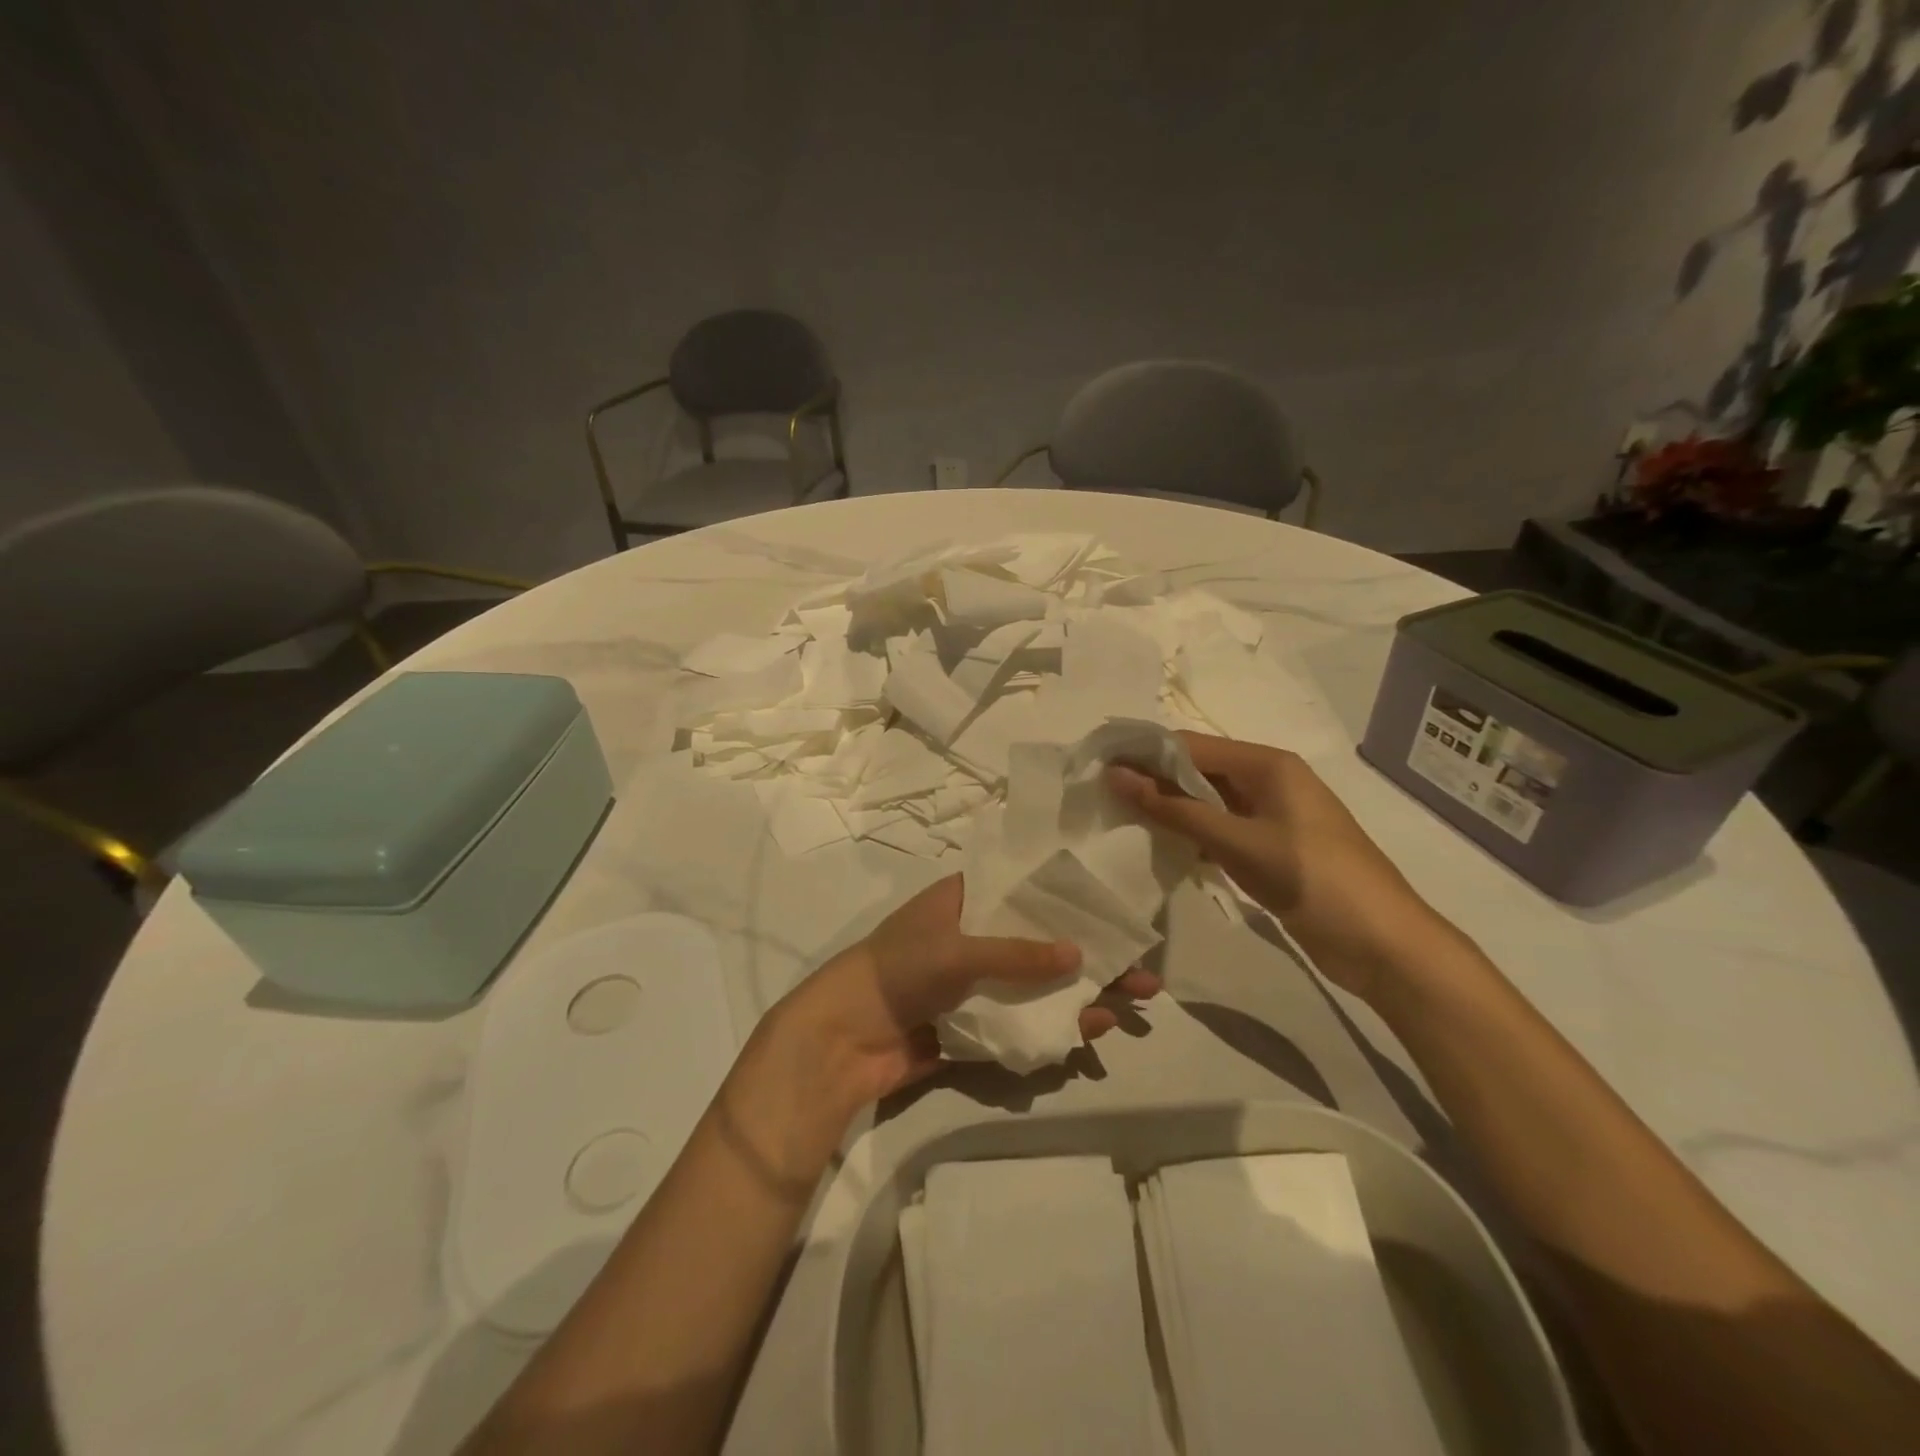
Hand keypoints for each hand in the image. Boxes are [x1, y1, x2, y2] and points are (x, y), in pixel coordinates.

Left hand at [777, 874, 1160, 1107]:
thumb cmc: (898, 970)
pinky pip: (1023, 1022)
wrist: (844, 1039)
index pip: (1026, 890)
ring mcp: (978, 985)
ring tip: (1132, 1004)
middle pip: (1043, 943)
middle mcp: (976, 938)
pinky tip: (1091, 1028)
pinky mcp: (977, 1025)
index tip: (1114, 905)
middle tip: (1144, 969)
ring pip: (1039, 986)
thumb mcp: (958, 950)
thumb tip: (1079, 955)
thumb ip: (1017, 953)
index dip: (1069, 898)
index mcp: (966, 902)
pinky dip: (1055, 1025)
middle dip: (1091, 956)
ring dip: (1081, 993)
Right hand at [1107, 732, 1460, 1001]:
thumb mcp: (1238, 842)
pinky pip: (1222, 828)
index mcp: (1267, 764)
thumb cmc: (1313, 879)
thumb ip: (1176, 809)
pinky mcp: (1272, 847)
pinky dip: (1193, 834)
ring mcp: (1272, 816)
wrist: (1383, 944)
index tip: (1098, 766)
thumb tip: (1116, 776)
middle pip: (1199, 770)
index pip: (1190, 745)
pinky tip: (1163, 847)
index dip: (1144, 753)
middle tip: (1103, 796)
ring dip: (1171, 809)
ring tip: (1121, 818)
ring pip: (1208, 801)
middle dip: (1154, 780)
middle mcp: (1269, 780)